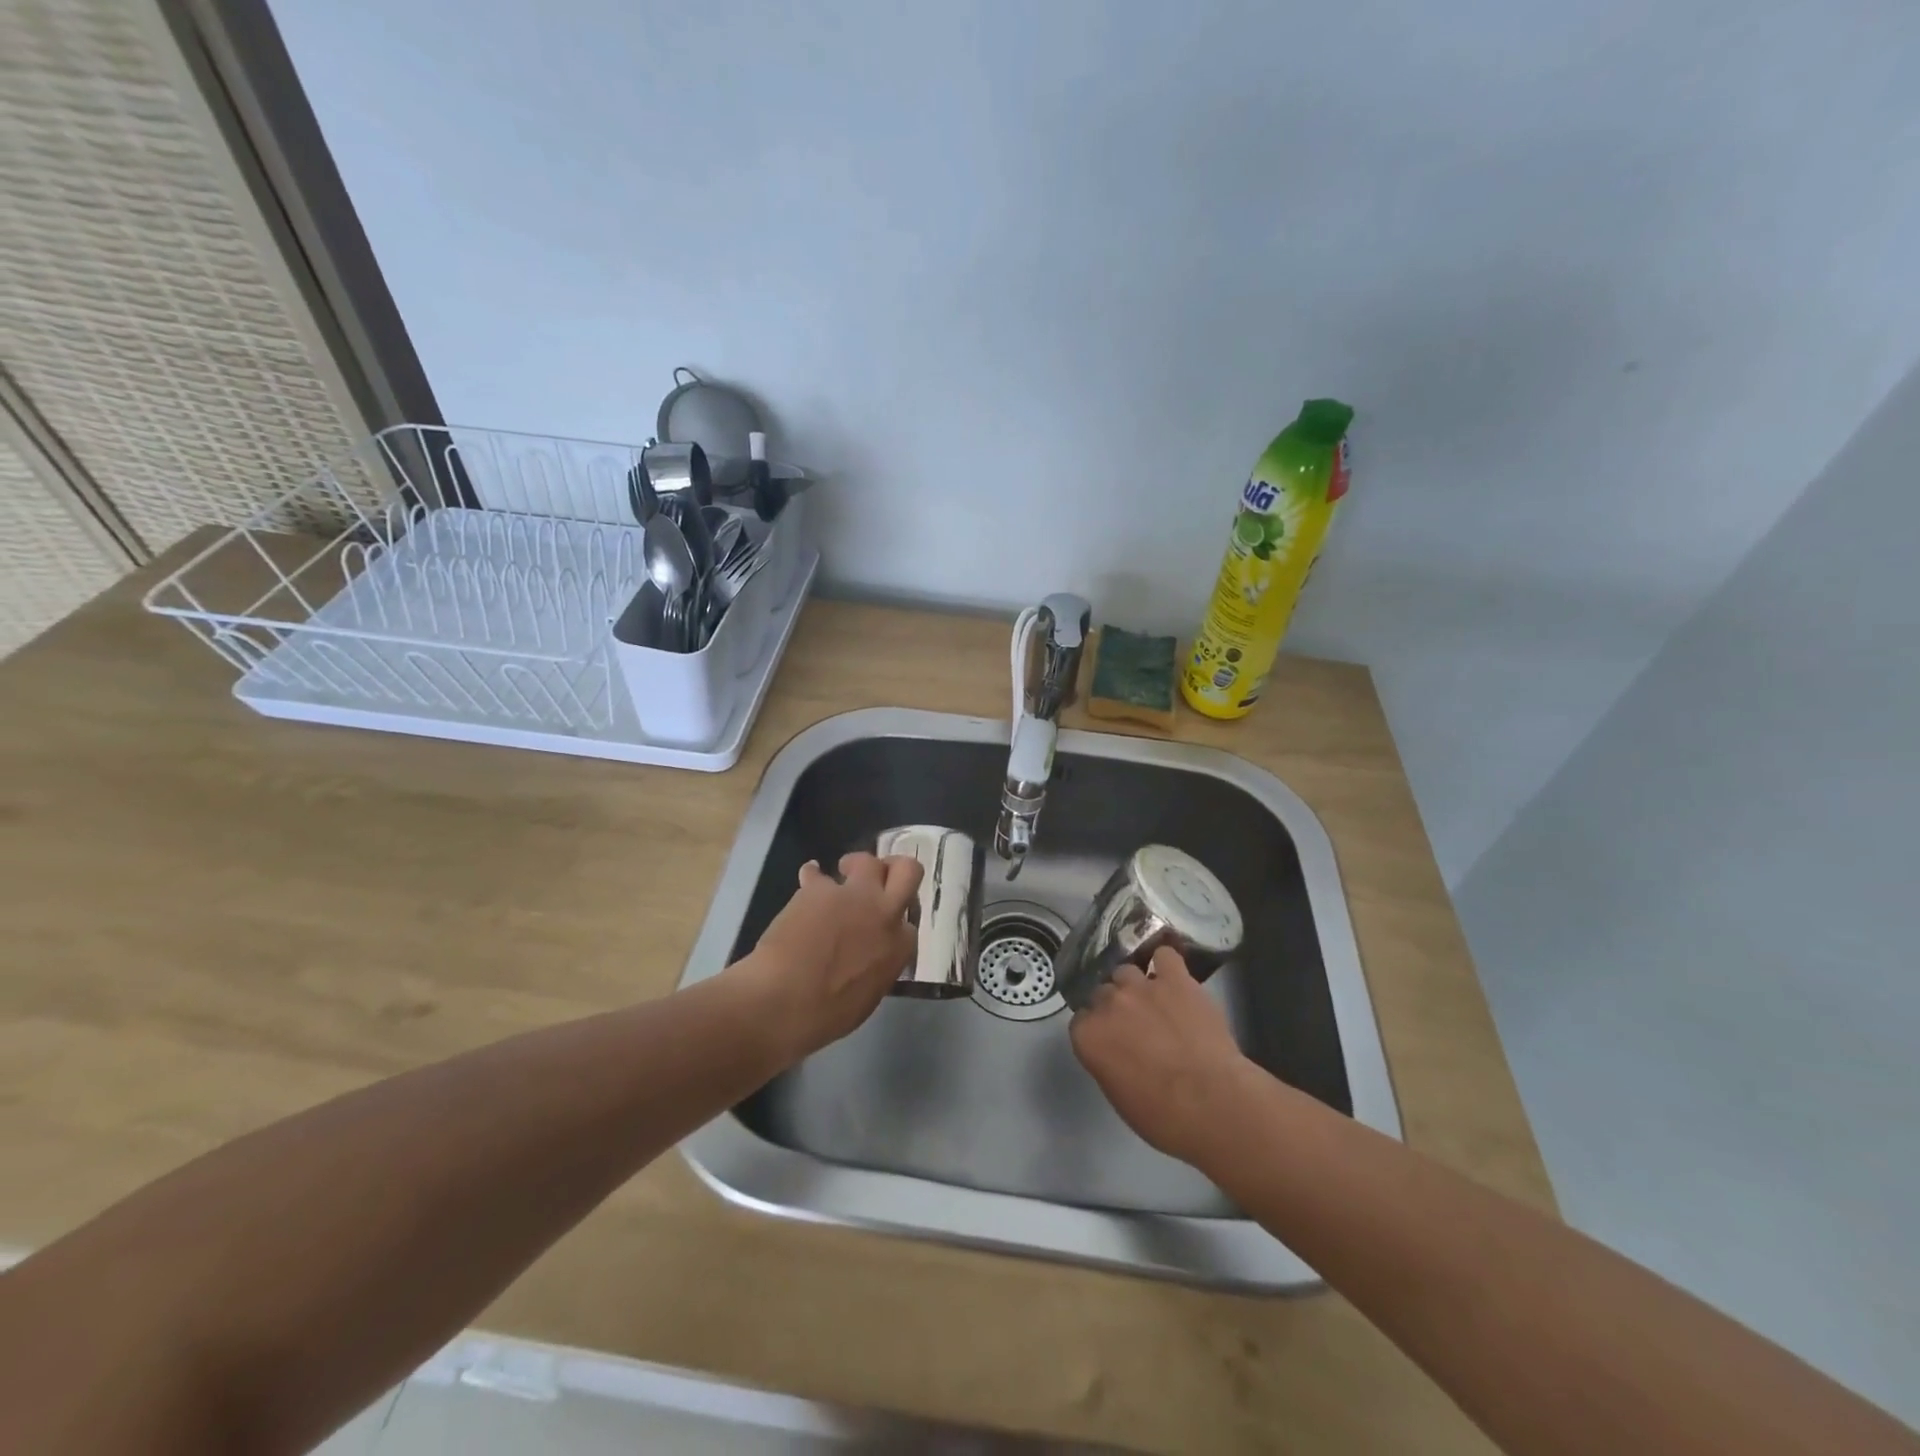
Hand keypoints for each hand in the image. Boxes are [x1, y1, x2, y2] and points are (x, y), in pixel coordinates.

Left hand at [737, 852, 923, 1059]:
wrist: (783, 1001)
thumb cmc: (826, 1015)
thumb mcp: (867, 997)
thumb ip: (877, 968)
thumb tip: (868, 958)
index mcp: (899, 948)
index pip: (910, 922)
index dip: (895, 920)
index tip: (882, 924)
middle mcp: (884, 914)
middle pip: (909, 871)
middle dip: (896, 867)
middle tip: (882, 874)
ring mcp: (853, 896)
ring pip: (868, 861)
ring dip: (856, 864)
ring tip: (841, 872)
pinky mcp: (819, 889)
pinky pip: (816, 873)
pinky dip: (811, 875)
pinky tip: (806, 879)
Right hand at [1068, 945, 1254, 1167]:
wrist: (1213, 1103)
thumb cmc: (1163, 1117)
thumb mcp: (1119, 1095)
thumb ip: (1107, 1062)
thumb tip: (1115, 1052)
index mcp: (1088, 1036)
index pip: (1082, 1021)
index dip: (1097, 1030)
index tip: (1111, 1041)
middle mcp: (1108, 1004)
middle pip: (1102, 993)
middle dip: (1115, 1007)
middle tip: (1135, 1026)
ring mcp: (1141, 987)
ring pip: (1126, 971)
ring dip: (1135, 986)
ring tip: (1154, 1002)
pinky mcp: (1175, 979)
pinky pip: (1164, 956)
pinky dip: (1165, 964)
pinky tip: (1171, 975)